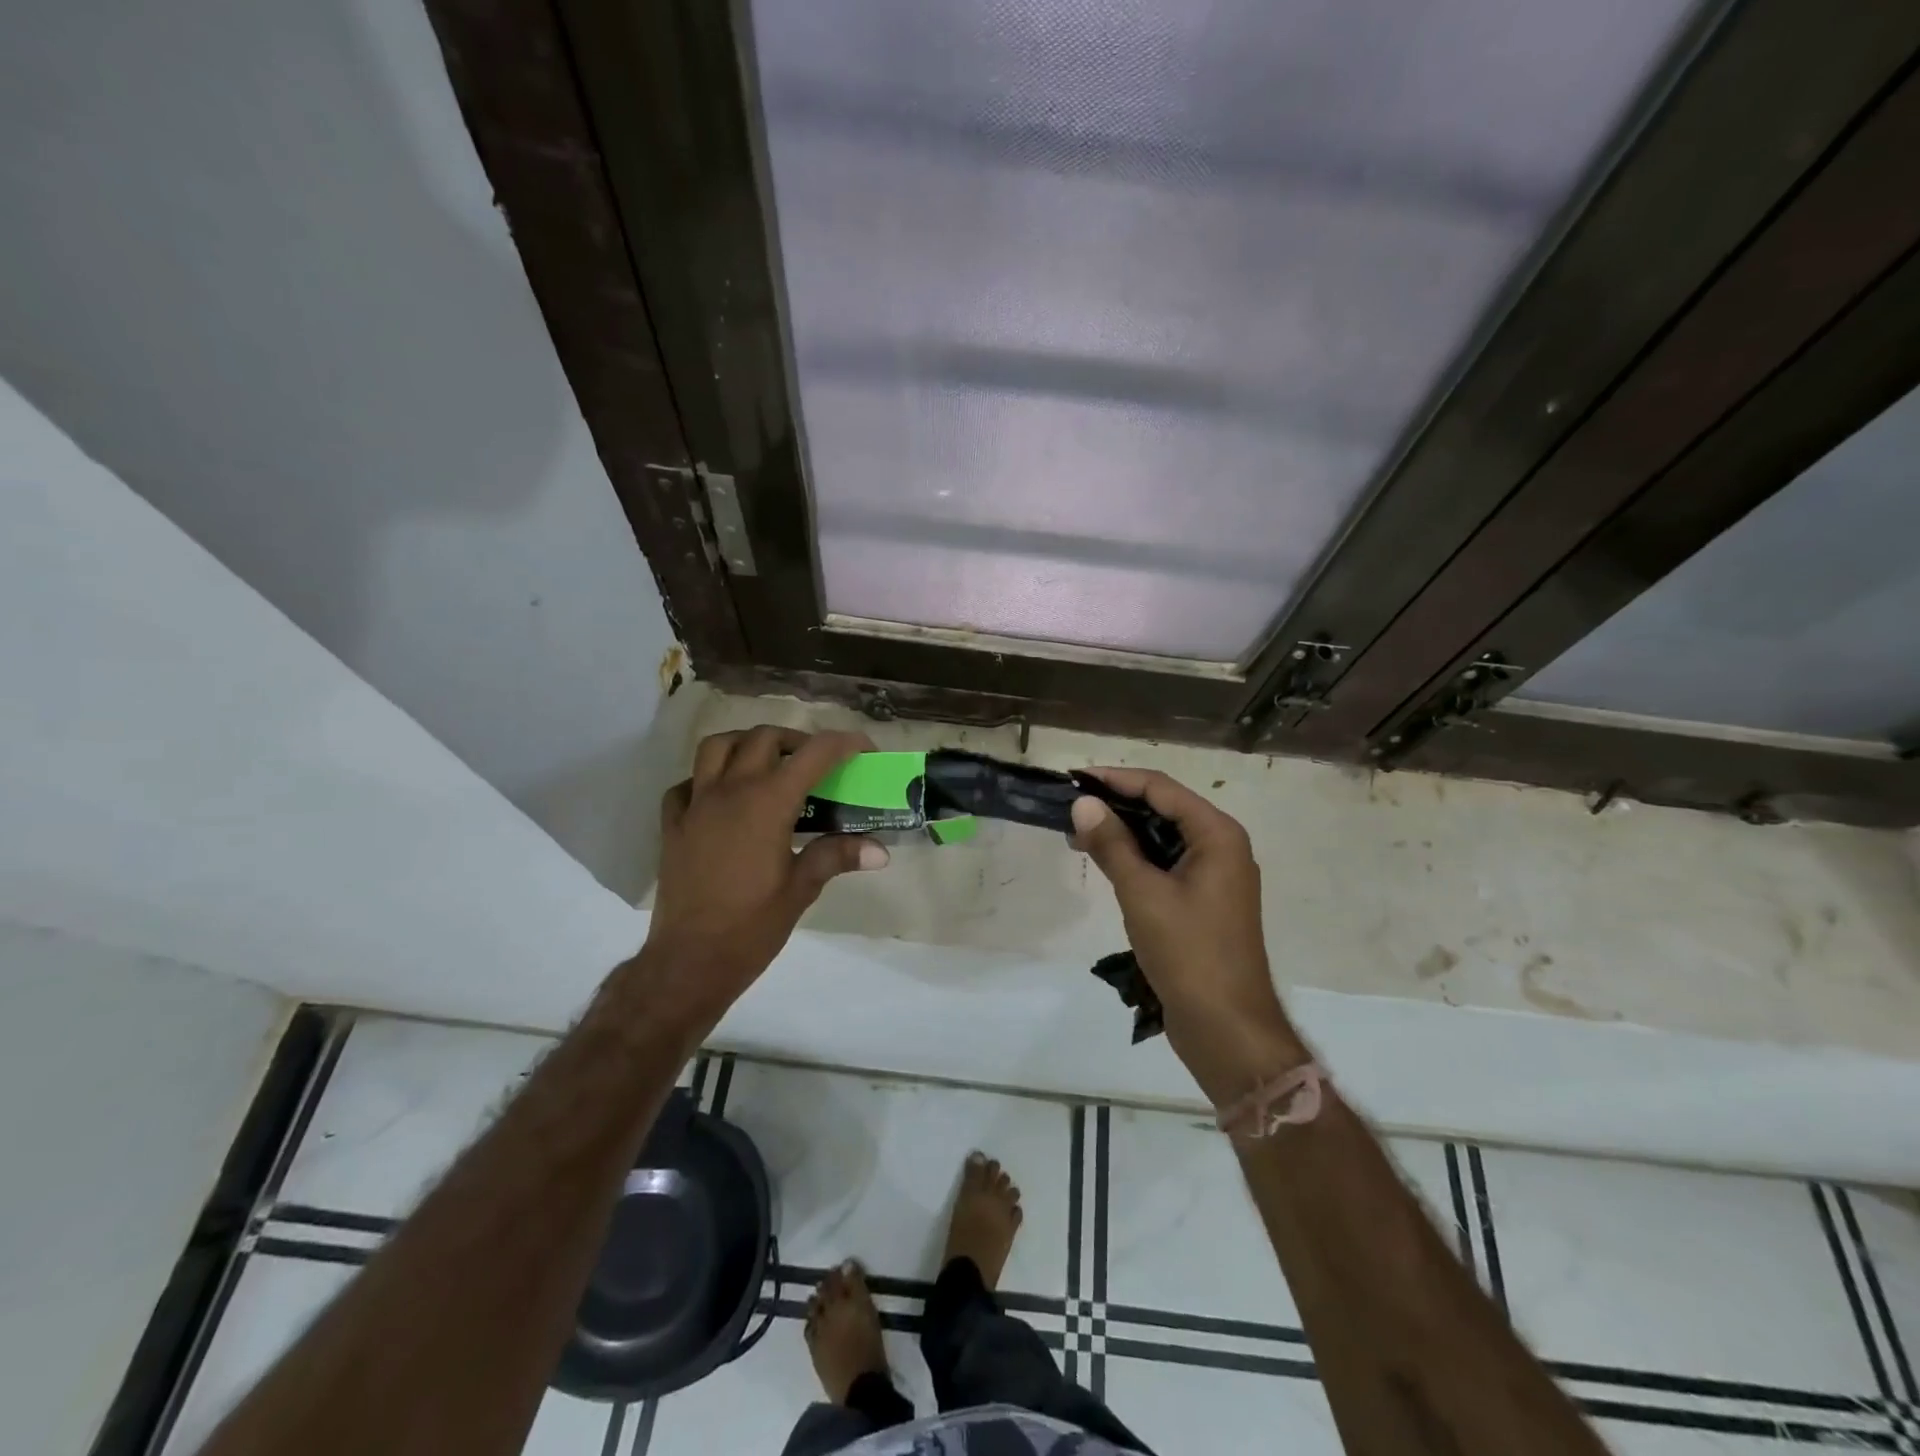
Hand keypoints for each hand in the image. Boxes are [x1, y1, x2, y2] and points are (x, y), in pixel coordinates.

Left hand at [646, 726, 887, 1006]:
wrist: (689, 961)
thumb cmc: (751, 927)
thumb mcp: (801, 889)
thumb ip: (837, 856)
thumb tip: (880, 851)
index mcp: (768, 802)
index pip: (814, 753)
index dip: (844, 743)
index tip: (863, 750)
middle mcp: (730, 790)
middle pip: (764, 738)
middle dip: (797, 741)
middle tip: (816, 764)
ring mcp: (695, 804)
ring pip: (718, 746)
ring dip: (747, 744)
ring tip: (767, 764)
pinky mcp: (673, 824)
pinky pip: (688, 782)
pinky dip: (708, 778)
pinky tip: (723, 797)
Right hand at [1071, 769, 1305, 1100]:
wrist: (1227, 1027)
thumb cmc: (1189, 953)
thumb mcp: (1143, 894)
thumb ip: (1112, 845)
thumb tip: (1083, 804)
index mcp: (1217, 835)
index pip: (1160, 788)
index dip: (1116, 779)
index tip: (1074, 778)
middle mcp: (1221, 846)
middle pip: (1164, 809)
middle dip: (1117, 806)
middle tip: (1071, 808)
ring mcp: (1215, 875)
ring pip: (1163, 838)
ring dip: (1123, 833)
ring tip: (1078, 835)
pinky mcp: (1204, 901)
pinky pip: (1166, 864)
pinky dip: (1136, 859)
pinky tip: (1105, 863)